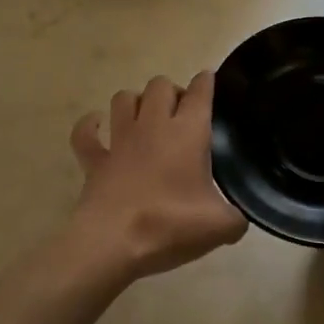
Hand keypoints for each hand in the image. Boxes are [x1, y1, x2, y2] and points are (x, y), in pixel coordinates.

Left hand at [67, 72, 247, 279]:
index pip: (200, 92)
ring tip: (145, 116)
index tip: (209, 80)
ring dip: (136, 101)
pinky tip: (97, 126)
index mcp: (187, 133)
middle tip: (181, 114)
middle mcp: (153, 126)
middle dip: (172, 92)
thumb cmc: (171, 225)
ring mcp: (120, 141)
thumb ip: (235, 218)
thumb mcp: (220, 227)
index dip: (206, 82)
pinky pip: (85, 133)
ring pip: (124, 98)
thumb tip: (238, 220)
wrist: (113, 243)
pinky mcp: (95, 160)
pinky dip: (90, 126)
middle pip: (160, 86)